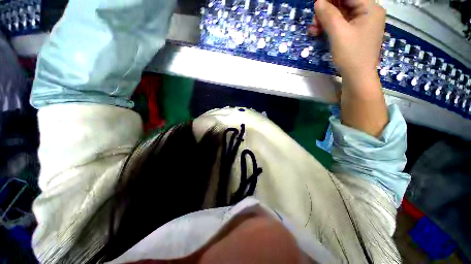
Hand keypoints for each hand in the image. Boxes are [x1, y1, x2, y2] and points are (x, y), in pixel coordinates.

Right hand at [308, 0, 385, 84]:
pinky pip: (341, 25)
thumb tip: (318, 2)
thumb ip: (328, 15)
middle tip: (313, 20)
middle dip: (327, 10)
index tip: (317, 4)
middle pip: (344, 3)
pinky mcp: (355, 34)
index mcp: (370, 8)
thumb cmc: (351, 55)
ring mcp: (361, 24)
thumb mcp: (339, 33)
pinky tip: (318, 32)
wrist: (357, 77)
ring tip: (312, 29)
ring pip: (341, 14)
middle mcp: (368, 13)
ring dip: (325, 20)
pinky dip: (329, 27)